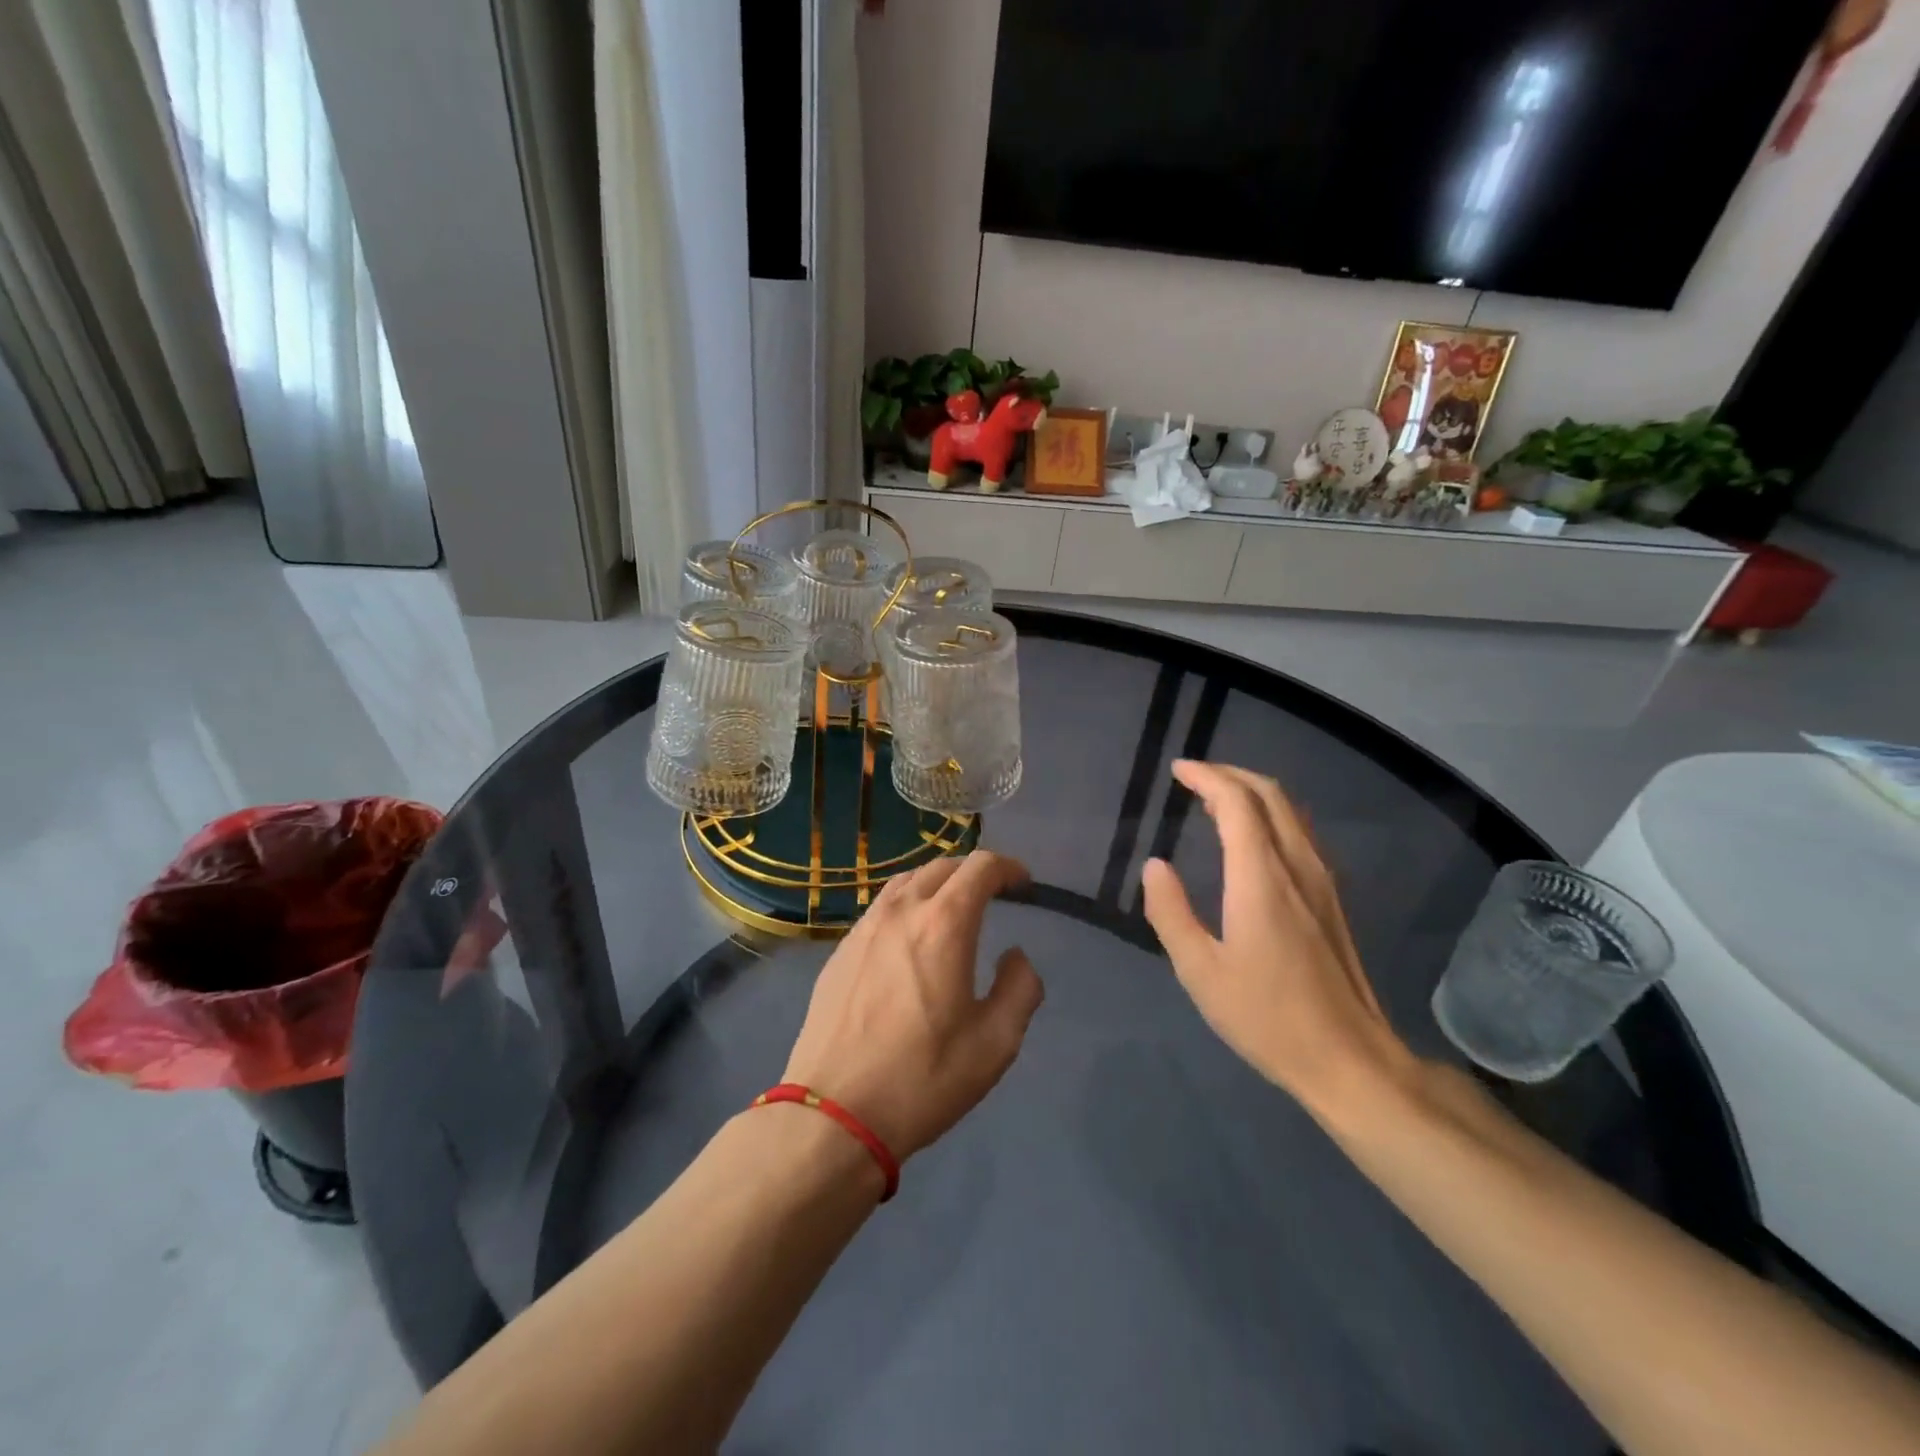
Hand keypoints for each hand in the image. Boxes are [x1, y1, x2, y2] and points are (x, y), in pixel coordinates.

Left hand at [783, 850, 1043, 1161]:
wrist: (832, 1113)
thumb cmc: (923, 1078)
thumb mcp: (995, 1043)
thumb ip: (1019, 988)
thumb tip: (1015, 956)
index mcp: (944, 924)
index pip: (980, 867)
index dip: (1008, 867)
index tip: (1023, 884)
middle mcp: (901, 911)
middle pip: (942, 867)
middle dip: (973, 873)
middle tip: (994, 895)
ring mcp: (864, 928)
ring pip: (906, 882)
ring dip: (937, 884)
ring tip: (952, 909)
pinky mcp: (840, 950)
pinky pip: (881, 908)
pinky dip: (907, 905)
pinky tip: (910, 938)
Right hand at [1140, 761, 1414, 1118]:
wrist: (1350, 1059)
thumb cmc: (1266, 1017)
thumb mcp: (1200, 972)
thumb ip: (1171, 913)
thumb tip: (1155, 865)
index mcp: (1261, 879)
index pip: (1237, 802)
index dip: (1206, 777)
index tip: (1177, 770)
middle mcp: (1297, 866)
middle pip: (1270, 794)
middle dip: (1230, 775)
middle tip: (1193, 777)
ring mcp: (1322, 881)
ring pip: (1290, 811)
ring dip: (1252, 792)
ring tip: (1215, 801)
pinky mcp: (1332, 899)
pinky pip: (1300, 833)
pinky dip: (1270, 815)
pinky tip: (1252, 838)